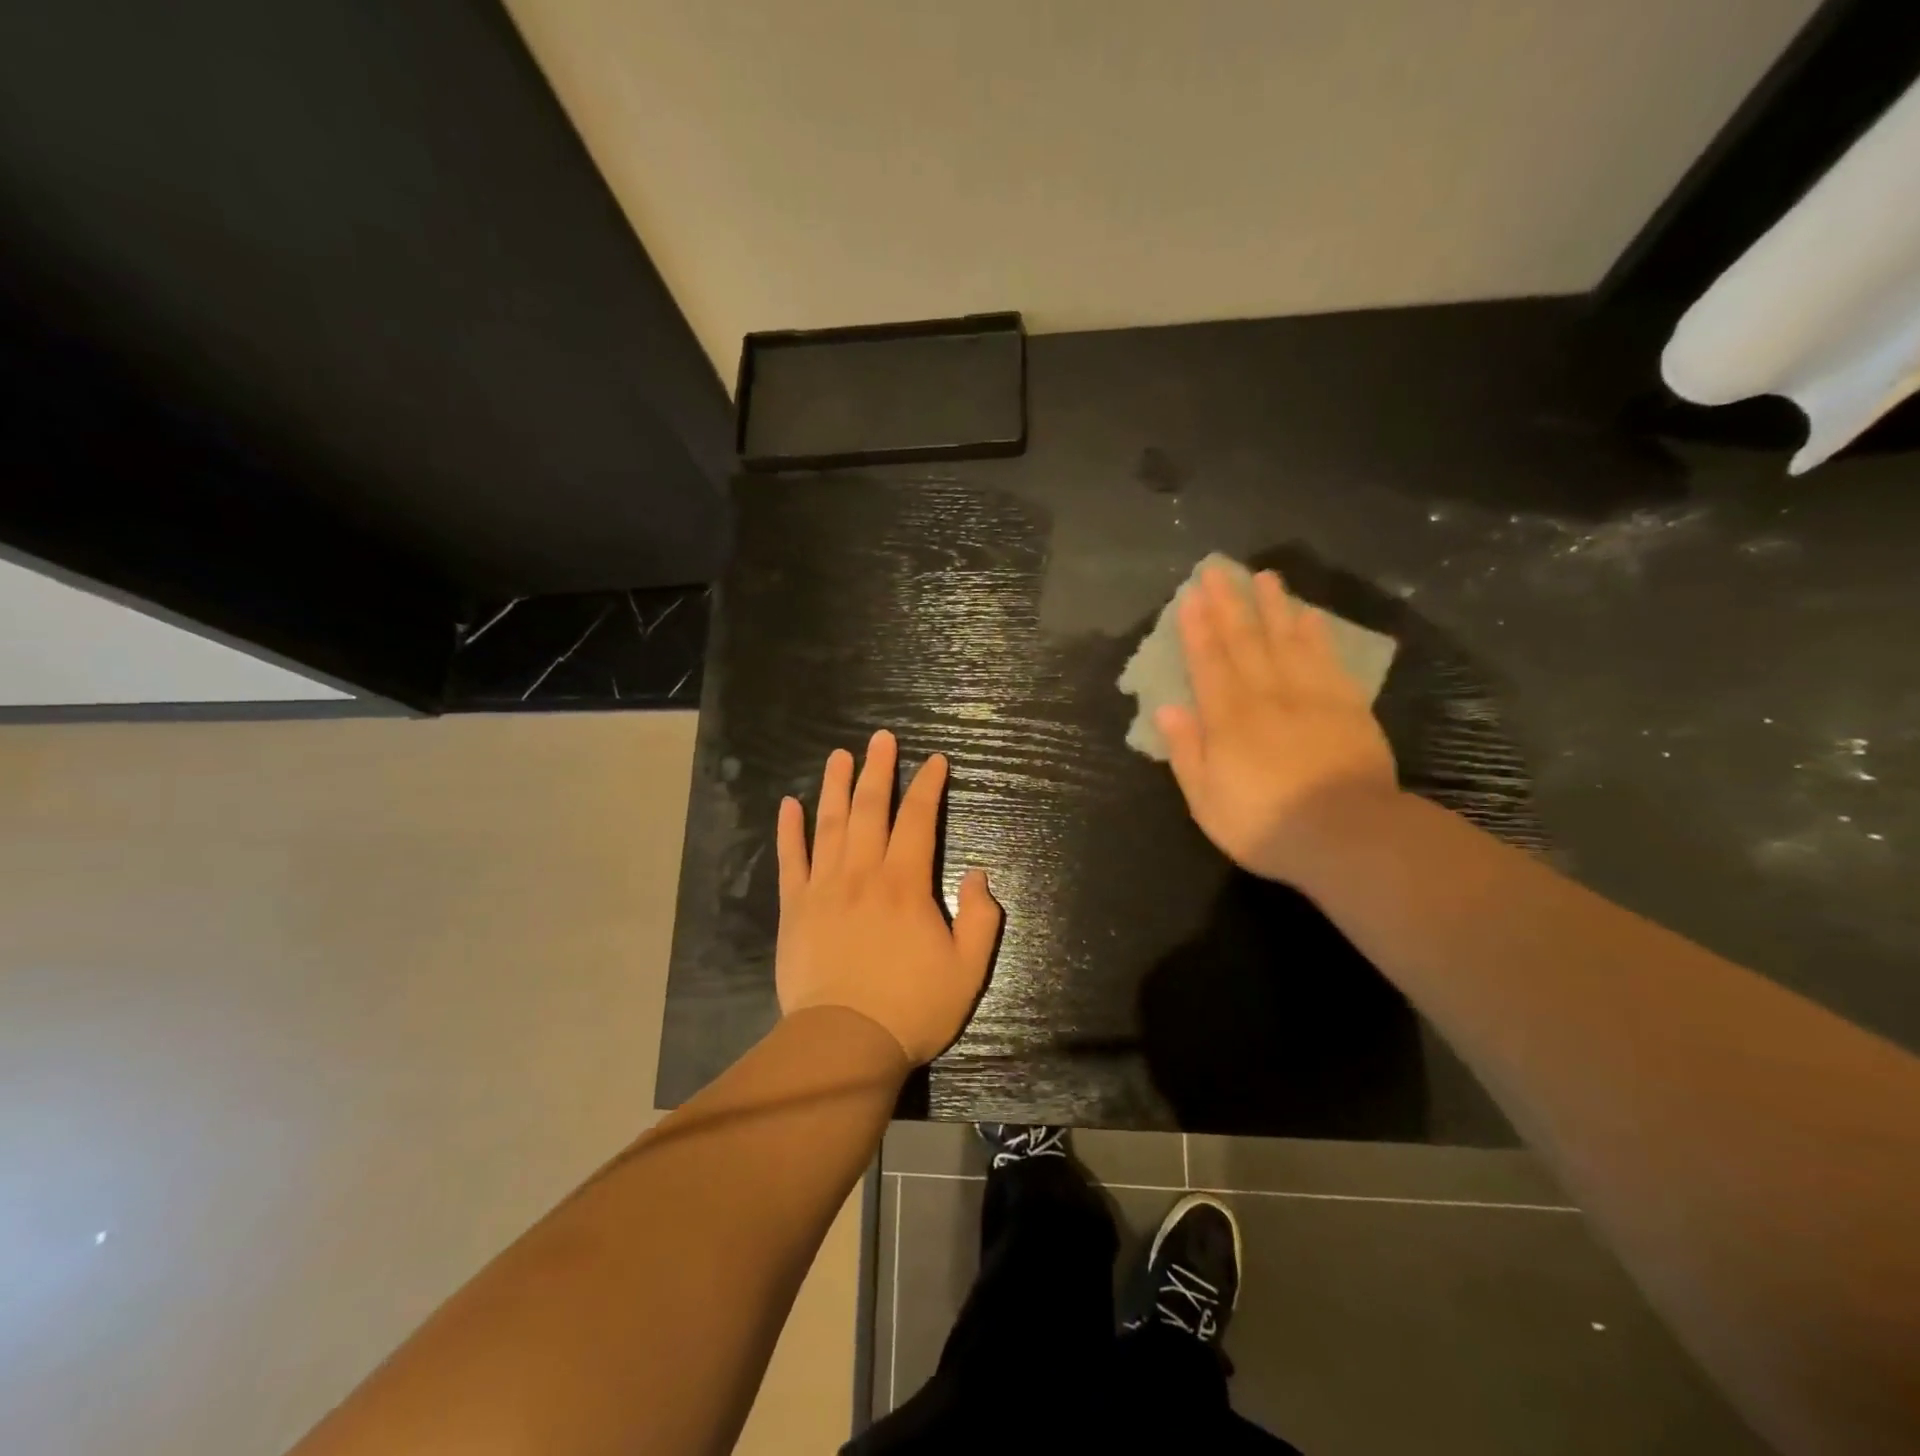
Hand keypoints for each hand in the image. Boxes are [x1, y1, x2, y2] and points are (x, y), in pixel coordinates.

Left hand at [775, 730, 1002, 1064]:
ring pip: (830, 824)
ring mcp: (823, 887)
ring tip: (839, 756)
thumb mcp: (968, 970)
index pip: (919, 820)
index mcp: (905, 884)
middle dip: (879, 770)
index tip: (935, 761)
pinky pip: (791, 859)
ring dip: (836, 786)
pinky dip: (789, 830)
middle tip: (881, 738)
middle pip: (871, 809)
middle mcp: (863, 873)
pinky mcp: (795, 908)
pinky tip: (789, 804)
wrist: (844, 1043)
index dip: (928, 787)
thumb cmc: (911, 1007)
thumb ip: (982, 918)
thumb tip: (979, 874)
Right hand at [1156, 564, 1398, 883]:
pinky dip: (1317, 636)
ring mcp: (1311, 697)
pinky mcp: (1348, 707)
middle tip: (1218, 570)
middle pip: (1245, 642)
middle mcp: (1266, 696)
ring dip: (1273, 607)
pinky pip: (1328, 661)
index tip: (1189, 596)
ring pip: (1287, 641)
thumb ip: (1186, 751)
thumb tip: (1167, 707)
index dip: (1196, 629)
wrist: (1348, 836)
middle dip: (1228, 604)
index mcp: (1228, 720)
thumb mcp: (1207, 800)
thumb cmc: (1266, 826)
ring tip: (1263, 577)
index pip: (1208, 663)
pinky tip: (1310, 616)